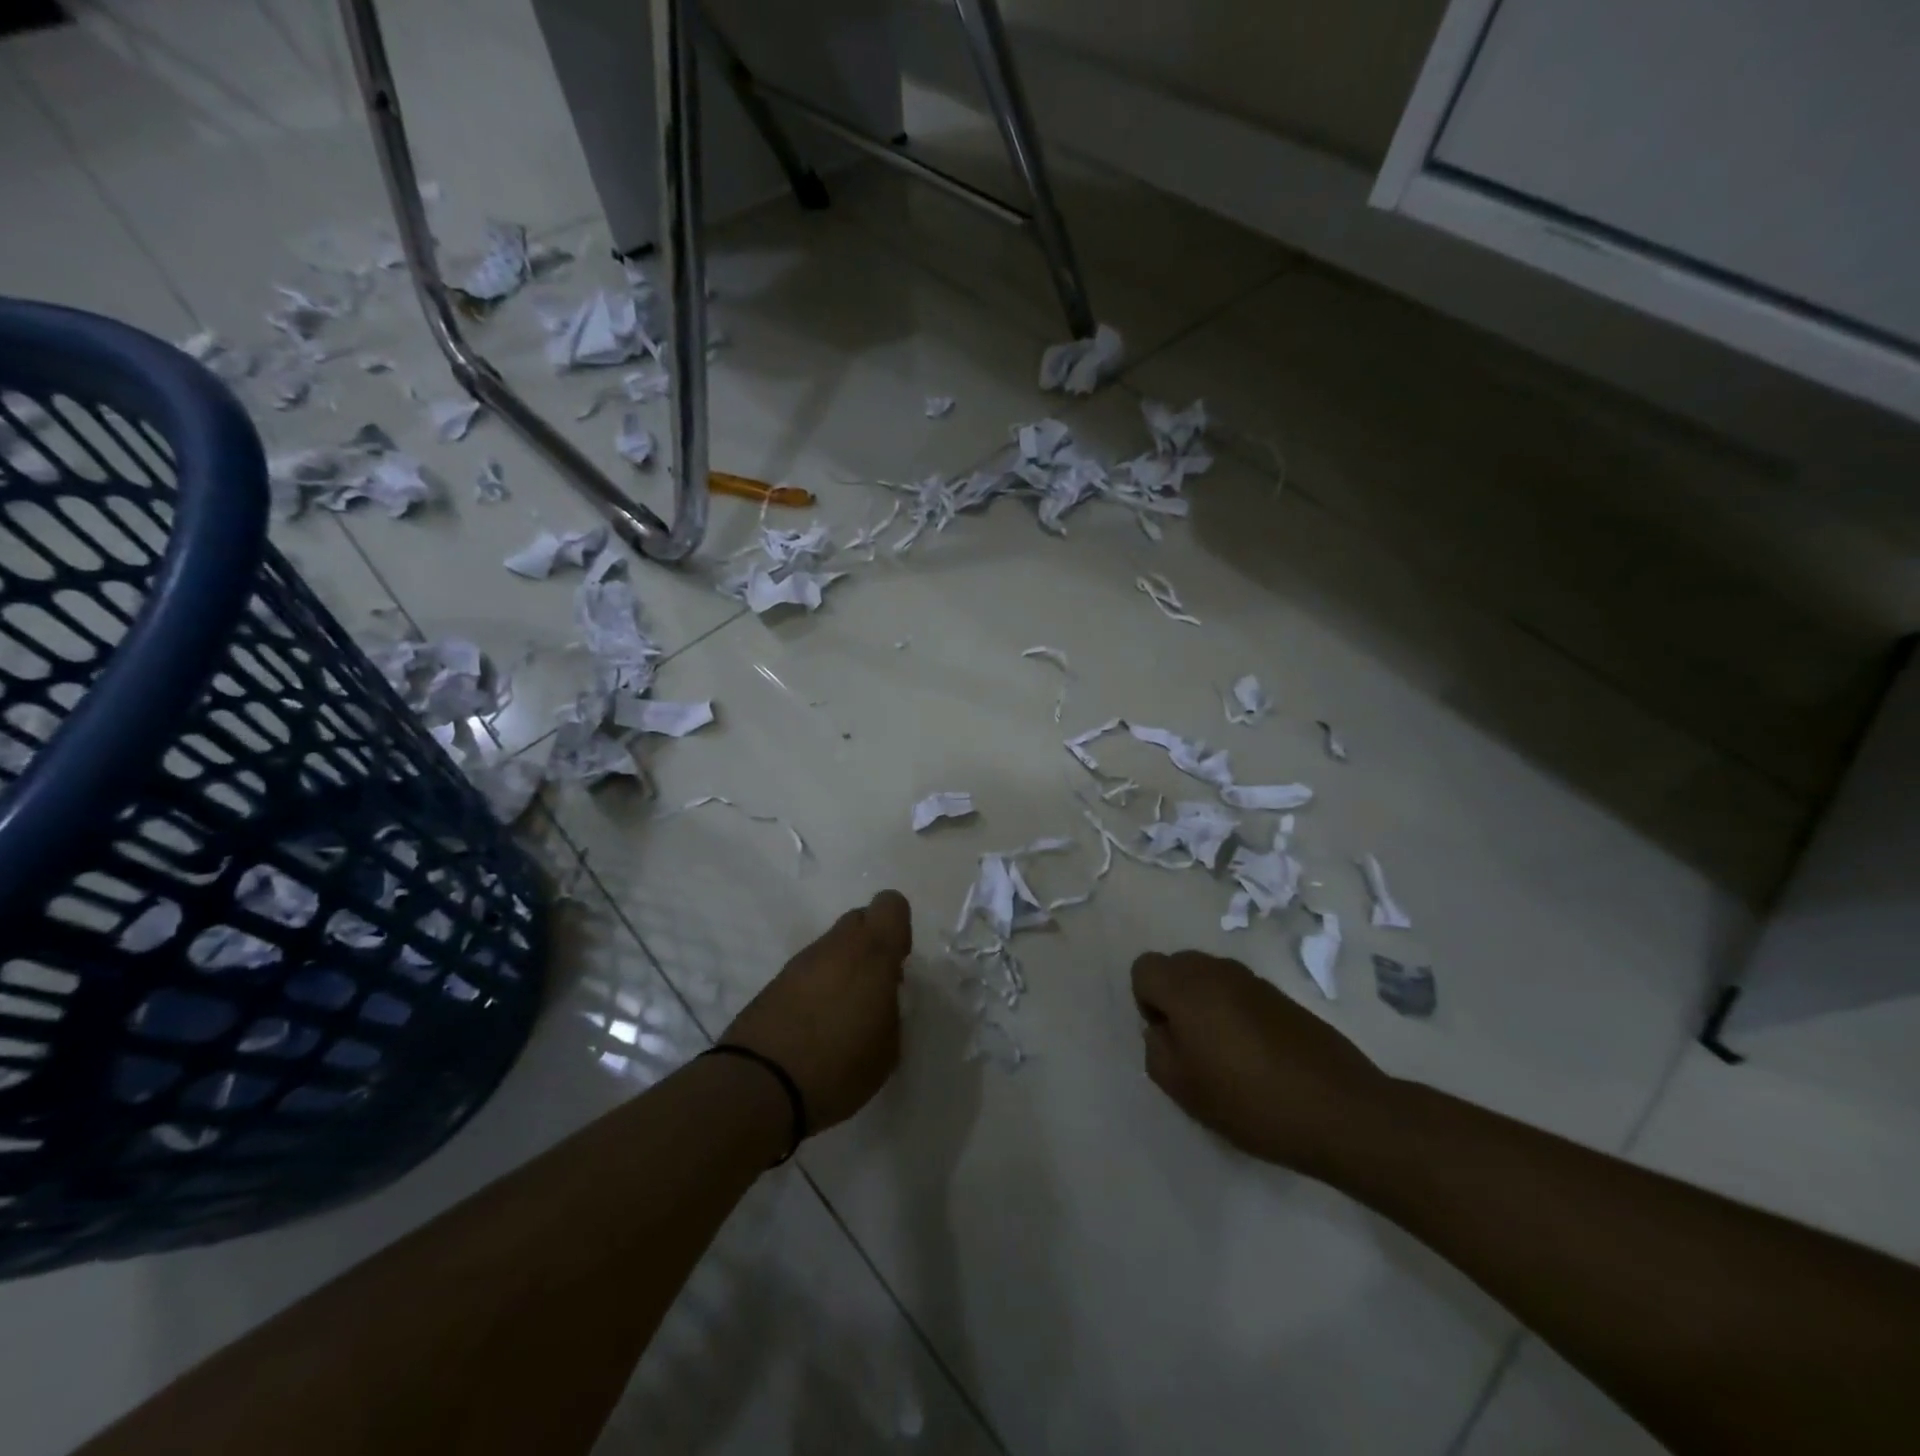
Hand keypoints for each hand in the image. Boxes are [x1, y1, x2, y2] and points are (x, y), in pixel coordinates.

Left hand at [722, 890, 912, 1136]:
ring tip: (841, 1014)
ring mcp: (801, 961)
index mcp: (872, 952)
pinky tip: (815, 1025)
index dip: (898, 929)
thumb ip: (891, 1009)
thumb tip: (881, 998)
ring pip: (831, 946)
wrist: (761, 1085)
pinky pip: (807, 971)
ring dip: (841, 968)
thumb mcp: (888, 1047)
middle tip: (872, 988)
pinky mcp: (774, 981)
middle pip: (859, 920)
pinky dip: (816, 987)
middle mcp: (837, 946)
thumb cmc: (840, 1065)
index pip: (891, 904)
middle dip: (869, 945)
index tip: (897, 964)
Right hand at [1131, 950, 1393, 1176]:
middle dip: (1174, 999)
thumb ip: (1155, 1049)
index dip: (1145, 1002)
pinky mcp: (1281, 996)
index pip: (1143, 968)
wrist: (1340, 1109)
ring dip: (1206, 1005)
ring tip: (1224, 1054)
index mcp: (1187, 986)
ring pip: (1209, 978)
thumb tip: (1162, 1029)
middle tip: (1191, 1047)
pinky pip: (1239, 992)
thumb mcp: (1182, 1087)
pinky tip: (1256, 1056)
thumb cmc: (1249, 1100)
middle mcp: (1216, 970)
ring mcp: (1253, 980)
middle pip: (1176, 966)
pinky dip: (1235, 1013)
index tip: (1168, 1039)